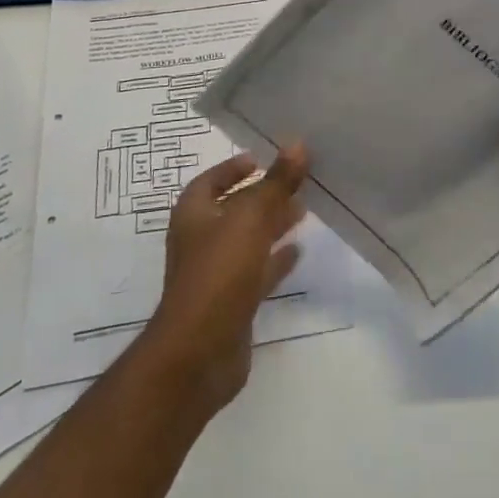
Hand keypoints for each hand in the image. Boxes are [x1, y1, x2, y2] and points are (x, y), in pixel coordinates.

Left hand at [142, 146, 307, 414]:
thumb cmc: (219, 274)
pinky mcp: (232, 303)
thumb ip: (276, 183)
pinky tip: (299, 251)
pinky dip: (275, 259)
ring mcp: (216, 274)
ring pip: (248, 240)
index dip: (234, 168)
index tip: (262, 159)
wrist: (199, 354)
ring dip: (272, 225)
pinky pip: (257, 272)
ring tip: (304, 209)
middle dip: (263, 195)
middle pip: (234, 209)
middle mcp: (201, 240)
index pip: (211, 180)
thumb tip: (298, 143)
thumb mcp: (250, 219)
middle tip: (297, 181)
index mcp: (194, 214)